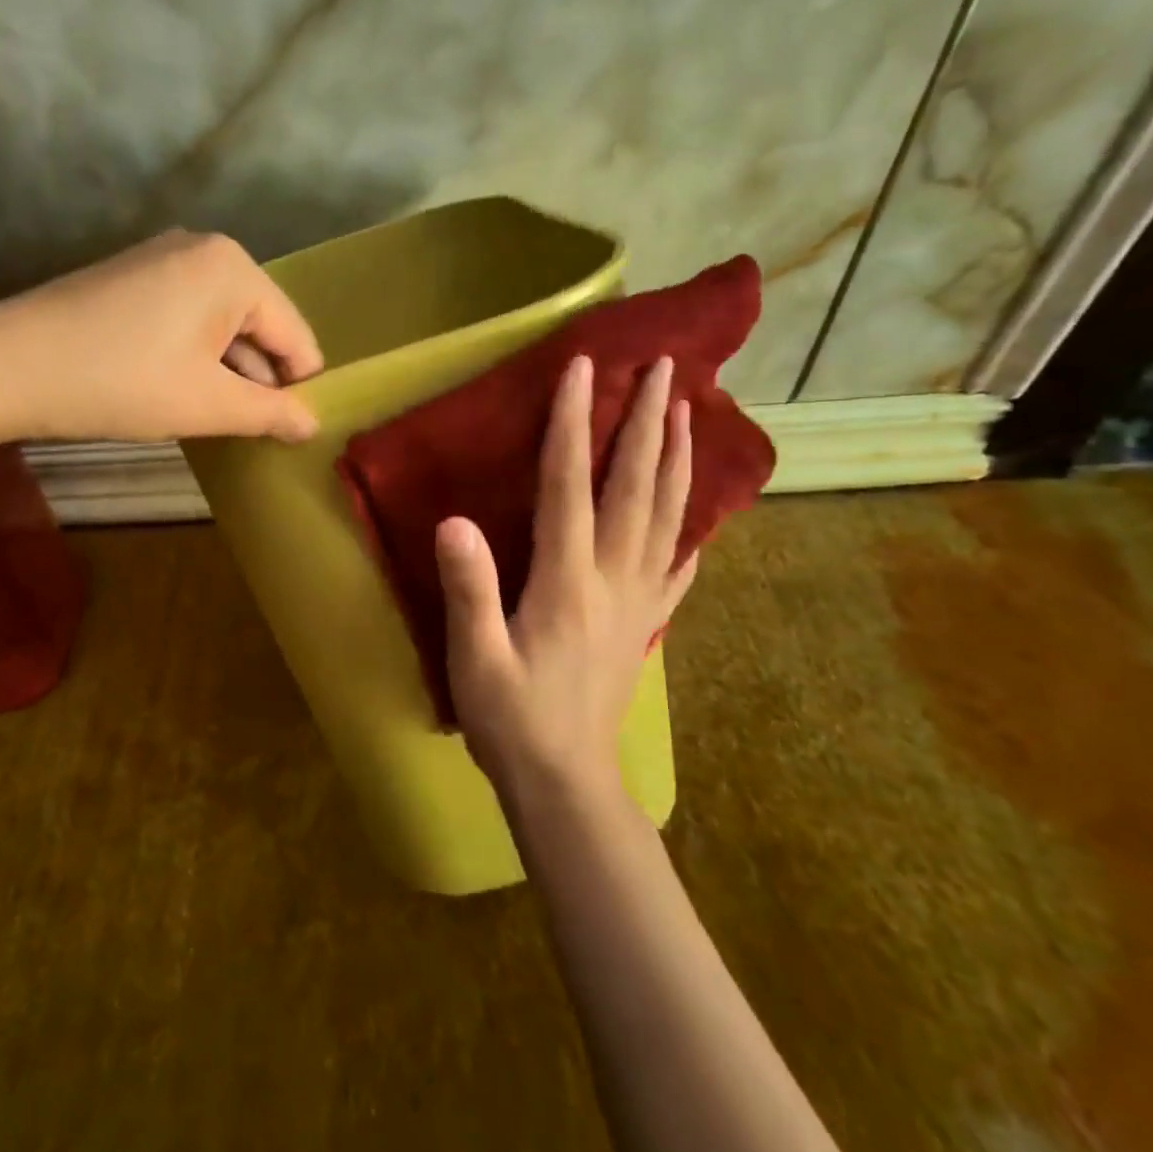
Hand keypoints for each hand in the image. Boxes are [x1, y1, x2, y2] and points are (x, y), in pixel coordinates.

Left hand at [0, 229, 323, 442]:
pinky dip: (193, 354)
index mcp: (234, 269)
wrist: (9, 365)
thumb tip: (312, 423)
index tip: (290, 432)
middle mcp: (205, 249)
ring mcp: (163, 258)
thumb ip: (270, 413)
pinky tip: (173, 389)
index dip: (298, 388)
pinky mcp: (133, 276)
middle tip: (245, 431)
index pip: (295, 335)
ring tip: (209, 415)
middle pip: (259, 325)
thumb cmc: (122, 383)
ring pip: (221, 324)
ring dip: (224, 371)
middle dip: (256, 379)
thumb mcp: (207, 404)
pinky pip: (187, 316)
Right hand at [435, 355, 697, 805]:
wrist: (566, 783)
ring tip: (688, 412)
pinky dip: (691, 527)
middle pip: (637, 487)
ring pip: (668, 516)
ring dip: (678, 458)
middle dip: (648, 422)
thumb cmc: (512, 718)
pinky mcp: (644, 624)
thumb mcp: (474, 657)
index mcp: (567, 580)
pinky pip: (676, 564)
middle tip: (666, 368)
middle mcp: (612, 578)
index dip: (574, 423)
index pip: (571, 485)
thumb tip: (454, 521)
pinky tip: (698, 513)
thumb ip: (469, 589)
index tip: (583, 370)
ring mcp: (637, 600)